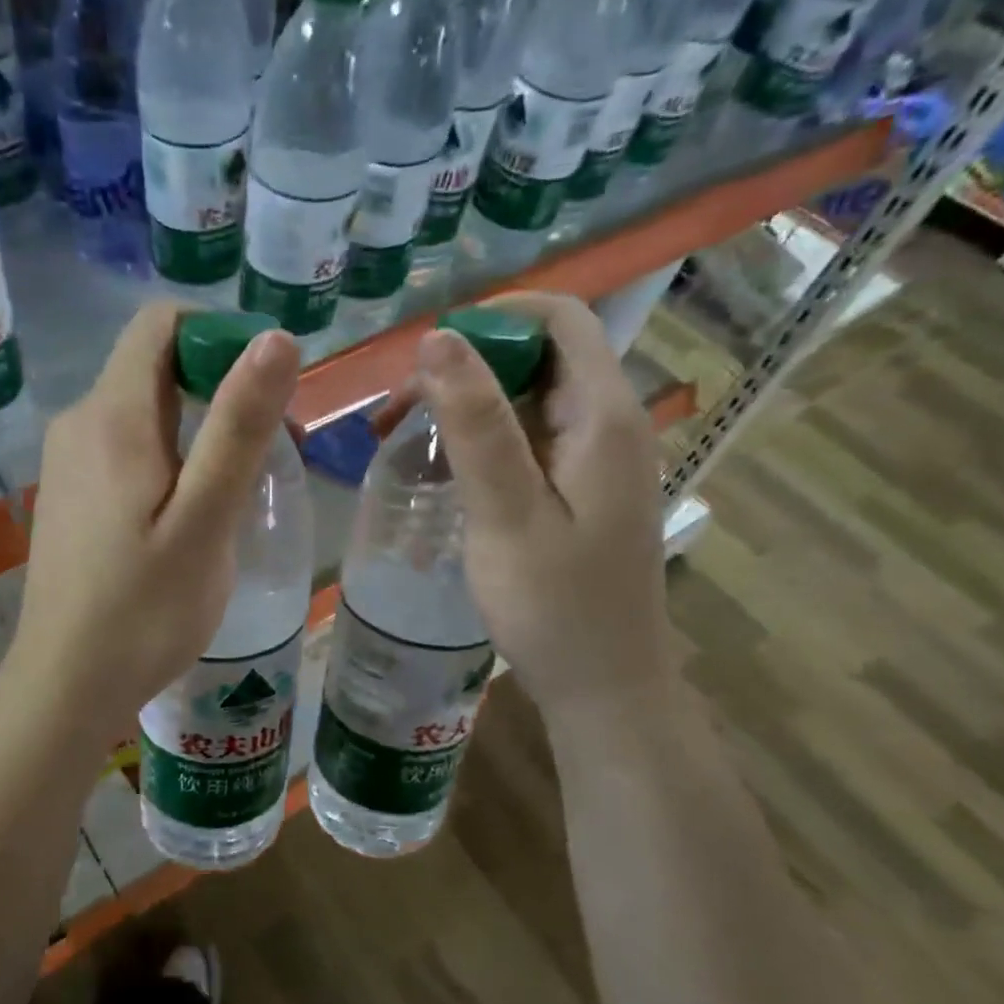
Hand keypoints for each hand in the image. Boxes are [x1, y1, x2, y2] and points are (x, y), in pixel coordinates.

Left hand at [8, 301, 299, 744]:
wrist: (66, 685)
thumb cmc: (144, 609)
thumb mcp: (206, 519)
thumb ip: (238, 427)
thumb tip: (274, 338)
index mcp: (112, 416)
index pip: (161, 324)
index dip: (220, 337)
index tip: (266, 391)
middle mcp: (80, 423)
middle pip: (155, 368)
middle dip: (219, 391)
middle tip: (269, 454)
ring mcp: (68, 462)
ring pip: (143, 412)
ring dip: (198, 431)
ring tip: (236, 494)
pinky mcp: (69, 496)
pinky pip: (125, 450)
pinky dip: (168, 460)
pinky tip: (189, 517)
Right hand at [409, 292, 673, 720]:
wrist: (602, 686)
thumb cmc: (554, 607)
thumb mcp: (506, 514)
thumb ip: (477, 425)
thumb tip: (439, 338)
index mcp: (604, 416)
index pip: (558, 318)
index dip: (491, 318)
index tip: (423, 355)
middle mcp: (610, 424)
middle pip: (538, 358)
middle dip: (463, 370)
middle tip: (394, 414)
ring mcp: (597, 460)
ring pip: (528, 402)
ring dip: (466, 410)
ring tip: (401, 442)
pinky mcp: (581, 491)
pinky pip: (529, 443)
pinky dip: (482, 445)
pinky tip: (440, 476)